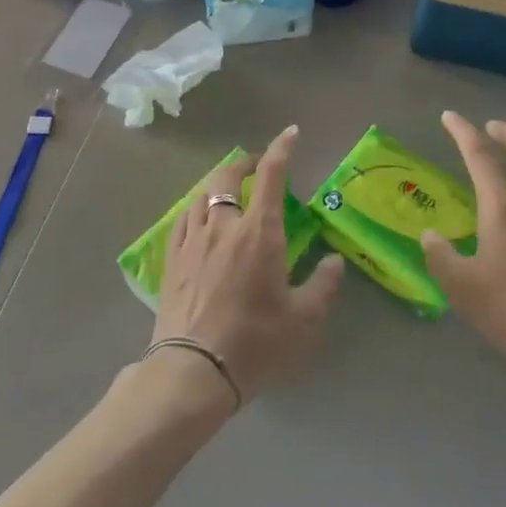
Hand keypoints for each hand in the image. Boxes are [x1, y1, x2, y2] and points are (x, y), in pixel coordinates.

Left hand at [155, 126, 342, 406]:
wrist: (193, 372)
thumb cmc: (255, 344)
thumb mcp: (303, 320)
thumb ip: (323, 286)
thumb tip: (334, 262)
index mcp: (259, 234)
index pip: (270, 177)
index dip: (281, 149)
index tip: (290, 134)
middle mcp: (222, 226)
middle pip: (227, 177)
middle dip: (244, 163)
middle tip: (257, 167)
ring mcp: (192, 241)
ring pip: (201, 195)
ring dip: (218, 184)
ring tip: (229, 191)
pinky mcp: (171, 261)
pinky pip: (182, 220)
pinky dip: (196, 208)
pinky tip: (199, 218)